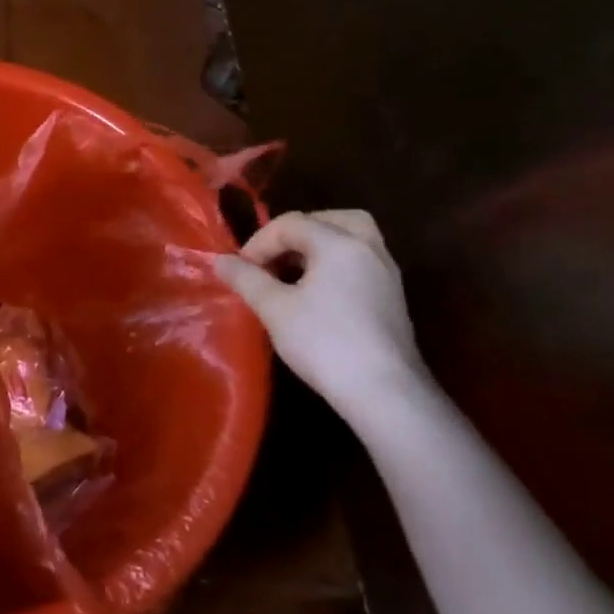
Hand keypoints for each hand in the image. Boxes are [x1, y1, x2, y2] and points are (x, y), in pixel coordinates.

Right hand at [214, 210, 431, 421]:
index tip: (240, 270)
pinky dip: (335, 263)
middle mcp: (368, 248)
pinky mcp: (392, 297)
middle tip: (273, 258)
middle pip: (330, 220)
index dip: (259, 243)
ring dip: (318, 247)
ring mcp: (386, 272)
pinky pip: (360, 261)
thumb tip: (220, 260)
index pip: (291, 224)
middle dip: (296, 233)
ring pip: (351, 238)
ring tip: (291, 272)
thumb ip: (246, 279)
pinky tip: (317, 292)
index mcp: (339, 243)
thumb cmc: (325, 343)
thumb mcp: (274, 309)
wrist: (384, 392)